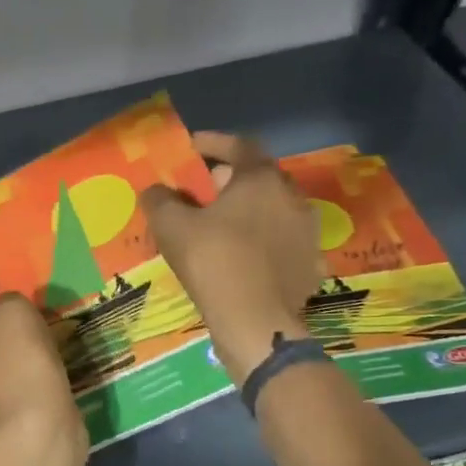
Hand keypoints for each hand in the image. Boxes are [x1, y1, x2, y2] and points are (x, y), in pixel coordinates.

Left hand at [0, 279, 87, 449]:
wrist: (37, 433)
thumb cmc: (20, 366)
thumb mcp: (15, 314)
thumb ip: (9, 300)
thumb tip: (9, 308)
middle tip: (19, 299)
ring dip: (11, 340)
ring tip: (39, 325)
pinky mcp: (5, 414)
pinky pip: (12, 377)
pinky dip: (25, 363)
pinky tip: (47, 357)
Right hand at [143, 131, 321, 385]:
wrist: (256, 322)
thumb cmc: (214, 262)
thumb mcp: (172, 227)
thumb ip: (160, 200)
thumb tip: (154, 190)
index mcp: (262, 179)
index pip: (239, 145)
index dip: (213, 143)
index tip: (191, 148)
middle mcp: (292, 197)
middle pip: (259, 177)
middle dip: (229, 178)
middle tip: (202, 190)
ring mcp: (307, 232)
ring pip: (273, 210)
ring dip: (248, 210)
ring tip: (221, 224)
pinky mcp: (311, 264)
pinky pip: (281, 241)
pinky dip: (262, 240)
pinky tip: (243, 256)